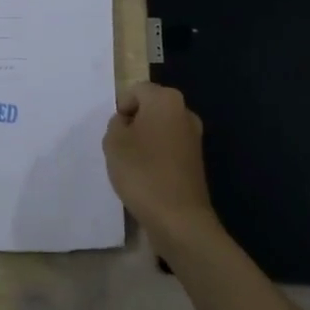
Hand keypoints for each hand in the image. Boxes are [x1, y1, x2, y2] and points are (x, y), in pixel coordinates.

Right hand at [102, 82, 216, 246]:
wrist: (179, 218)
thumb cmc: (142, 172)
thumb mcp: (113, 142)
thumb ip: (115, 124)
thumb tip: (127, 123)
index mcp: (166, 100)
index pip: (136, 90)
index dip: (121, 108)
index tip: (115, 133)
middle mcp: (184, 112)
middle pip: (150, 107)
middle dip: (133, 123)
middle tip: (121, 147)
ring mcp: (194, 136)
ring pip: (160, 128)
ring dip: (145, 140)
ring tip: (133, 164)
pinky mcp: (196, 160)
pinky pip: (169, 147)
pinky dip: (157, 156)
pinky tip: (148, 176)